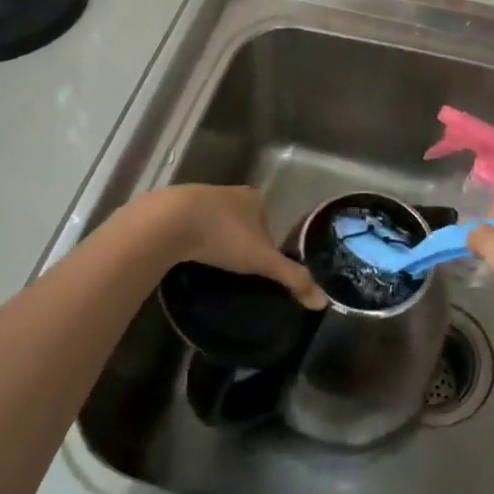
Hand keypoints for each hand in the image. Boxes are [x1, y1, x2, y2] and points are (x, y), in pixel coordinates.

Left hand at [130, 185, 325, 307]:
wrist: (170, 221)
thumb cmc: (223, 236)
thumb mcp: (262, 260)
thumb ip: (292, 278)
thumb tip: (323, 302)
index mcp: (253, 198)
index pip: (268, 224)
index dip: (266, 246)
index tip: (258, 269)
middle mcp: (229, 192)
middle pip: (242, 221)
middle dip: (240, 243)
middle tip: (235, 272)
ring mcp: (199, 196)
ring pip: (215, 222)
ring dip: (215, 240)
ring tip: (211, 266)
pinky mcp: (173, 207)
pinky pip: (189, 226)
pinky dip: (191, 239)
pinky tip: (188, 256)